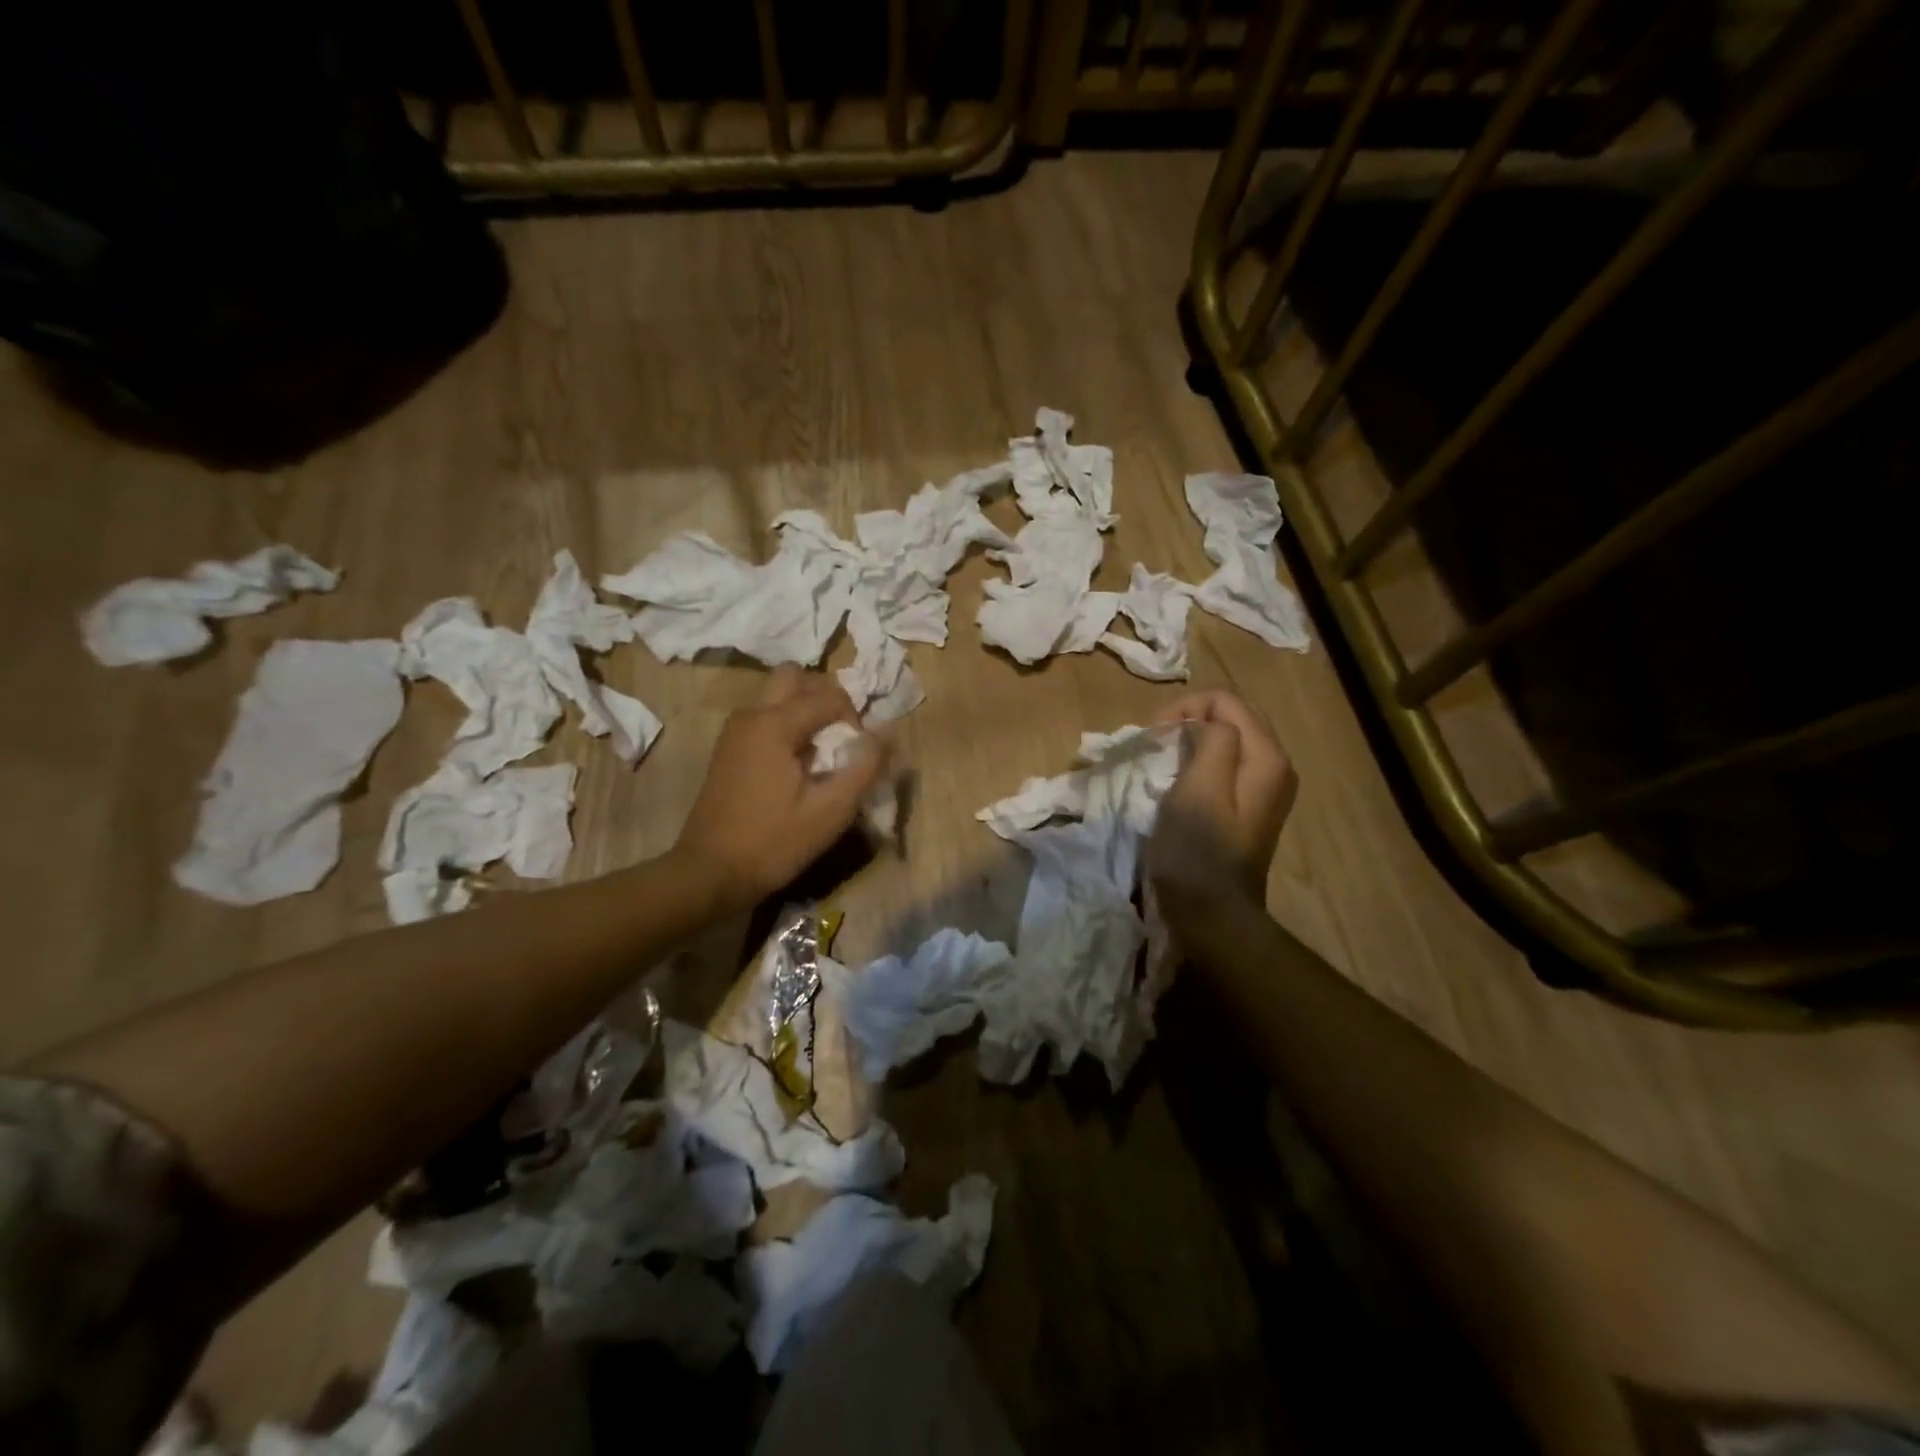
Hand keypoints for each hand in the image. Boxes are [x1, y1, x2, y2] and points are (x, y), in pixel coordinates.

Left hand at [672, 668, 886, 910]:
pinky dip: (788, 726)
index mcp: (774, 723)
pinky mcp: (730, 748)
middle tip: (839, 737)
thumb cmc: (774, 842)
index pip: (830, 695)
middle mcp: (751, 715)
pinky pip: (765, 717)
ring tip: (821, 752)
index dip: (854, 721)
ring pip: (779, 695)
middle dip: (826, 698)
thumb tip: (889, 730)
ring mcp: (735, 730)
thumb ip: (865, 766)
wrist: (710, 873)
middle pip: (796, 677)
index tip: (854, 758)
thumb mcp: (831, 810)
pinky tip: (797, 766)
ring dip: (805, 710)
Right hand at [1148, 690, 1296, 901]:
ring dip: (1193, 741)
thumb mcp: (1199, 788)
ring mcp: (1266, 789)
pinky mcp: (1251, 807)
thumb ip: (1212, 741)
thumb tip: (1207, 726)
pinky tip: (1180, 780)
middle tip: (1156, 744)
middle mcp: (1276, 766)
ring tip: (1163, 759)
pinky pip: (1227, 765)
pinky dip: (1200, 761)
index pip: (1226, 701)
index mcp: (1267, 757)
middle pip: (1233, 716)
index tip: (1154, 737)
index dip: (1185, 708)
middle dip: (1190, 720)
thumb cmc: (1198, 852)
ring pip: (1229, 740)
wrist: (1213, 915)